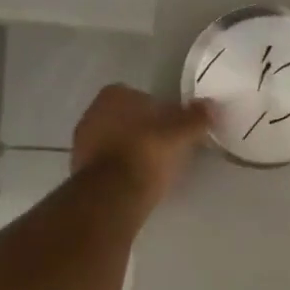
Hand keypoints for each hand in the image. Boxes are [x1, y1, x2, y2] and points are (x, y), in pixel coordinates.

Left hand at [72, 85, 213, 204]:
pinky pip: (107, 163)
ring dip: (131, 150)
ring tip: (154, 168)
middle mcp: (92, 112)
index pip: (142, 96)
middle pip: (126, 118)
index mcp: (114, 95)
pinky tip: (137, 181)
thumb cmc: (147, 152)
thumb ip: (196, 117)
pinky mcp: (79, 169)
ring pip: (115, 141)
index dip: (160, 111)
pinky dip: (120, 169)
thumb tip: (211, 106)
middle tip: (166, 147)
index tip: (174, 128)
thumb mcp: (181, 133)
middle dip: (143, 130)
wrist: (113, 194)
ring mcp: (82, 142)